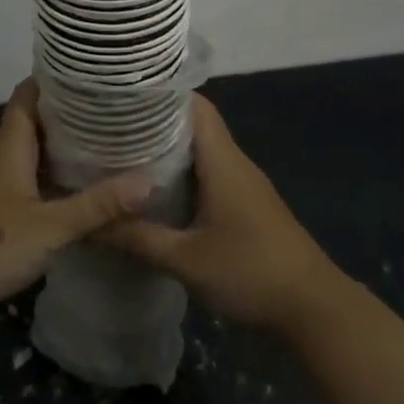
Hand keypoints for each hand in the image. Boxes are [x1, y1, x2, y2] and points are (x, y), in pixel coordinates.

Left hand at [0, 80, 153, 325]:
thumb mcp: (52, 226)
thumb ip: (97, 205)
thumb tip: (148, 180)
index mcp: (11, 145)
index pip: (28, 94)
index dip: (53, 80)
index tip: (88, 74)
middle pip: (31, 122)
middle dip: (65, 115)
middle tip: (108, 111)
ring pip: (27, 153)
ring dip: (57, 148)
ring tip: (99, 145)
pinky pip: (23, 180)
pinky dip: (47, 177)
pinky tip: (70, 191)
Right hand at [101, 94, 344, 333]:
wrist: (314, 309)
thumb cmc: (251, 273)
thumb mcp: (187, 260)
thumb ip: (138, 239)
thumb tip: (89, 224)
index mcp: (222, 161)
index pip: (194, 105)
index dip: (161, 94)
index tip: (123, 95)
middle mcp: (234, 163)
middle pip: (194, 125)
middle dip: (154, 122)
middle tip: (111, 127)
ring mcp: (243, 184)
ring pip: (200, 151)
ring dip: (167, 150)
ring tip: (123, 153)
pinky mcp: (245, 205)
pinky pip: (208, 174)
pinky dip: (182, 174)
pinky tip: (155, 191)